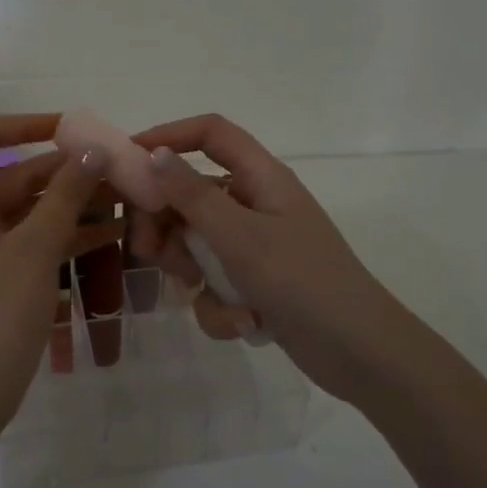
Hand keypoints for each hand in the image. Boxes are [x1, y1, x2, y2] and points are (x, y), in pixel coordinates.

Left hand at [0, 114, 118, 428]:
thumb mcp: (35, 248)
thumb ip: (66, 195)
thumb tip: (93, 149)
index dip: (25, 124)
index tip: (72, 130)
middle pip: (15, 175)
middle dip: (66, 170)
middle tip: (117, 169)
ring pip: (30, 211)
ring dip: (73, 204)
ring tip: (124, 199)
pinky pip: (32, 243)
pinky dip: (66, 236)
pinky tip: (110, 237)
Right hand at [127, 114, 410, 405]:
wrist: (359, 353)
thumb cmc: (302, 282)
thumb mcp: (240, 236)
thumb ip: (193, 195)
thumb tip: (156, 154)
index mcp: (261, 178)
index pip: (211, 134)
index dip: (169, 136)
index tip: (128, 160)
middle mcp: (255, 204)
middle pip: (191, 194)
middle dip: (165, 224)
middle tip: (146, 250)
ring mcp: (254, 246)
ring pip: (196, 244)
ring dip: (190, 270)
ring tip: (198, 290)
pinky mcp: (254, 284)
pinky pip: (214, 283)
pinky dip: (218, 304)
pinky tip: (239, 323)